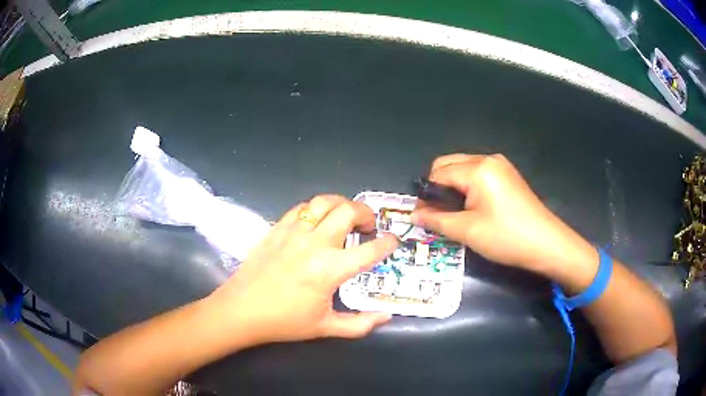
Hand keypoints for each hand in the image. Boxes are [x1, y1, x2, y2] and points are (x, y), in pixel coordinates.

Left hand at [208, 195, 397, 345]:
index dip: (387, 243)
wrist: (241, 310)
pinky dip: (316, 209)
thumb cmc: (284, 322)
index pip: (370, 250)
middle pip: (349, 212)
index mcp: (330, 270)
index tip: (393, 241)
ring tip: (345, 217)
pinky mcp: (277, 228)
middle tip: (368, 227)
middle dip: (367, 214)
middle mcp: (315, 244)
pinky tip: (316, 221)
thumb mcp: (326, 328)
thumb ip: (360, 324)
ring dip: (342, 205)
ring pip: (325, 202)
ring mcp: (294, 232)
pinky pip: (302, 207)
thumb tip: (386, 316)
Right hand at [411, 154, 595, 276]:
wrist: (546, 244)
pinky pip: (478, 174)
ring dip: (453, 187)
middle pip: (449, 164)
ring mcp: (500, 166)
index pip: (438, 173)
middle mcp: (488, 159)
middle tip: (437, 214)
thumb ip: (436, 220)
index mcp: (477, 169)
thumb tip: (413, 216)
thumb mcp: (467, 231)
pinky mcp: (508, 175)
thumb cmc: (506, 237)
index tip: (422, 216)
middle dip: (438, 187)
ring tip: (454, 213)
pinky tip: (472, 208)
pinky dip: (468, 187)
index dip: (426, 194)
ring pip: (463, 169)